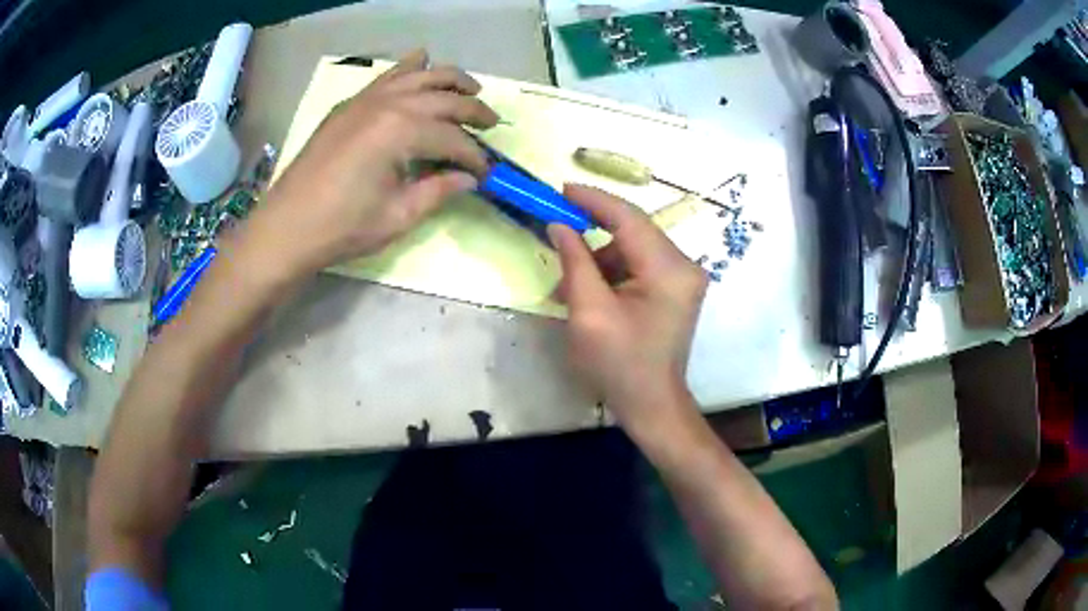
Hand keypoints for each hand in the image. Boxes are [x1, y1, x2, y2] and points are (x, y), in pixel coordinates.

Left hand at [252, 50, 498, 275]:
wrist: (287, 227)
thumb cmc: (343, 227)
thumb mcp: (398, 216)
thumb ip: (438, 190)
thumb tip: (468, 178)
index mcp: (400, 132)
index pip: (452, 137)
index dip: (474, 156)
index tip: (486, 173)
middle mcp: (386, 104)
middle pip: (442, 97)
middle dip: (472, 110)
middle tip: (492, 124)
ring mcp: (364, 100)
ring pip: (417, 75)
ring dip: (448, 78)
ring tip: (469, 89)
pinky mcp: (348, 106)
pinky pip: (385, 77)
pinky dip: (408, 68)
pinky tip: (421, 62)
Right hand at [548, 185, 707, 436]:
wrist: (652, 405)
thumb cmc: (619, 365)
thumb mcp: (589, 313)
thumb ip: (575, 262)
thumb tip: (558, 226)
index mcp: (668, 270)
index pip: (629, 218)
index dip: (593, 200)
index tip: (561, 190)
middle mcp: (684, 266)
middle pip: (633, 231)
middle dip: (592, 232)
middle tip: (555, 230)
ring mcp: (683, 278)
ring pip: (634, 249)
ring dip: (599, 259)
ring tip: (567, 286)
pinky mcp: (676, 290)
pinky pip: (640, 266)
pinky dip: (612, 273)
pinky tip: (589, 293)